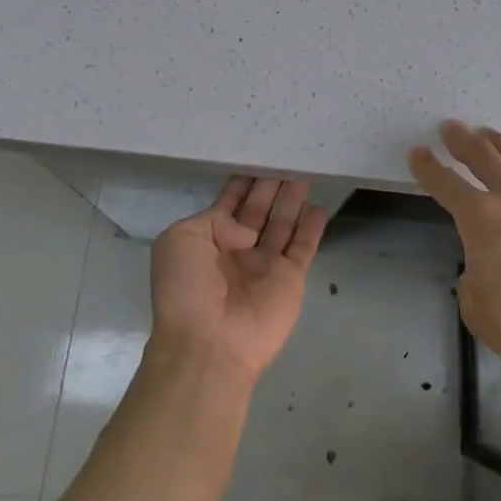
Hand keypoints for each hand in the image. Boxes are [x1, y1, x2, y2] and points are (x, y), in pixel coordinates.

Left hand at [148, 178, 327, 387]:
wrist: (209, 342)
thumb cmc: (187, 288)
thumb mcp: (181, 239)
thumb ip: (214, 219)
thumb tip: (246, 231)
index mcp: (207, 240)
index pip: (228, 205)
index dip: (241, 184)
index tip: (254, 157)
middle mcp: (237, 249)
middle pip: (258, 210)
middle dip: (269, 186)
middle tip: (284, 159)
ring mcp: (265, 264)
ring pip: (282, 223)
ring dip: (291, 200)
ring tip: (303, 173)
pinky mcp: (290, 278)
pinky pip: (304, 246)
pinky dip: (312, 227)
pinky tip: (319, 206)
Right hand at [410, 121, 500, 386]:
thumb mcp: (476, 304)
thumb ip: (473, 273)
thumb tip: (485, 264)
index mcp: (480, 217)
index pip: (445, 183)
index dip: (427, 167)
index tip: (418, 152)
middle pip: (483, 154)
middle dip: (462, 140)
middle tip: (451, 128)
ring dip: (500, 142)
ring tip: (490, 136)